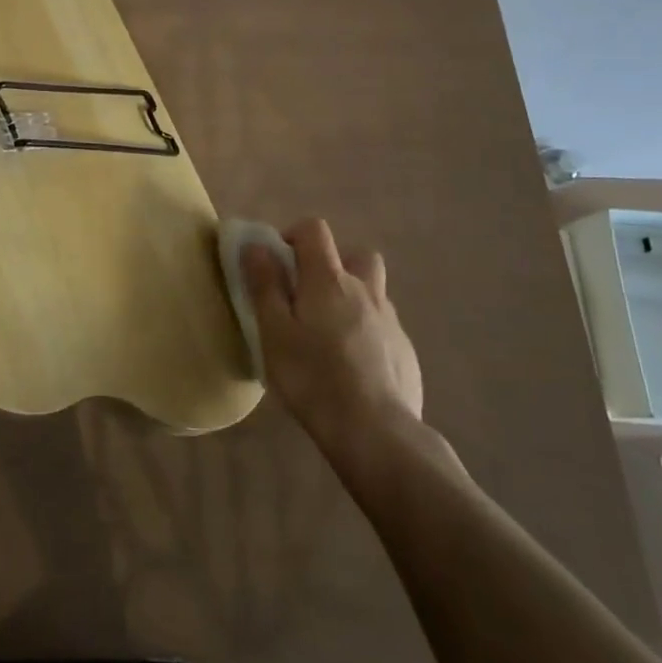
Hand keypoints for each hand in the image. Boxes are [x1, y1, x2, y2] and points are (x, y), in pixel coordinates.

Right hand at [243, 219, 422, 448]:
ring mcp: (391, 320)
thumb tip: (256, 246)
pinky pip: (383, 326)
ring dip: (353, 297)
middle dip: (333, 263)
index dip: (294, 235)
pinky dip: (367, 331)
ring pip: (373, 291)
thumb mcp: (274, 332)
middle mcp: (365, 290)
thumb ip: (264, 285)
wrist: (376, 432)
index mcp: (328, 279)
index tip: (278, 263)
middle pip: (357, 254)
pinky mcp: (405, 351)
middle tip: (309, 295)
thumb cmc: (313, 377)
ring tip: (329, 333)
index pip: (315, 230)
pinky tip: (352, 365)